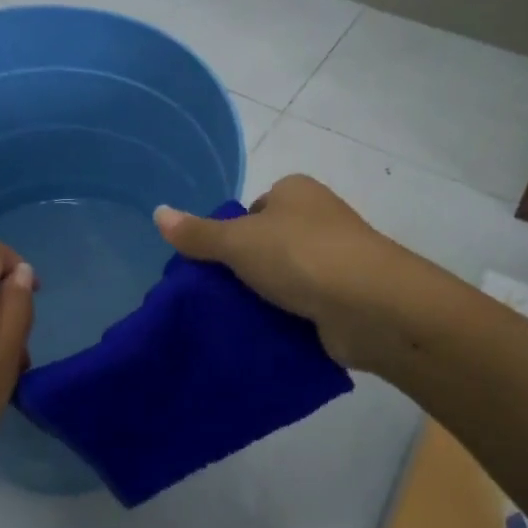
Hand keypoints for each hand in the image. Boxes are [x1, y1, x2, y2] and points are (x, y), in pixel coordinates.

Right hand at [154, 175, 413, 369]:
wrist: (370, 305)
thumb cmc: (301, 255)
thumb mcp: (238, 242)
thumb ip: (198, 233)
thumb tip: (157, 213)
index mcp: (297, 191)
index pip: (254, 209)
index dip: (232, 234)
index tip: (215, 264)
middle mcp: (320, 218)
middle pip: (269, 243)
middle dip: (247, 269)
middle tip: (218, 296)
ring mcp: (338, 258)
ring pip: (288, 276)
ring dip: (267, 297)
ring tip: (236, 320)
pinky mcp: (347, 296)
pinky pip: (307, 304)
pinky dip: (289, 318)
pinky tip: (266, 336)